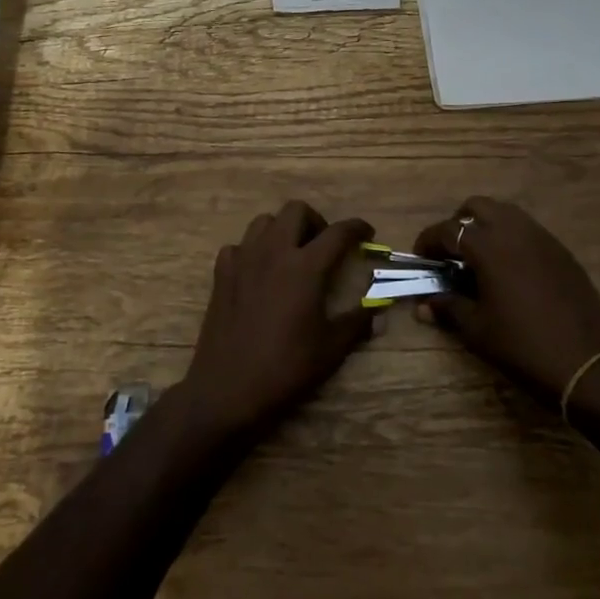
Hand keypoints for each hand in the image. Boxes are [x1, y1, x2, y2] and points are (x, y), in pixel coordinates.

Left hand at [178, 201, 375, 450]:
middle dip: (316, 221)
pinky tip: (258, 272)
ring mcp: (243, 259)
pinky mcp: (221, 273)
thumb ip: (358, 322)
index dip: (356, 228)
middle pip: (296, 210)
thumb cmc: (286, 368)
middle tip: (323, 245)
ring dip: (282, 229)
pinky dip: (253, 250)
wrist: (228, 388)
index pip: (338, 232)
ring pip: (264, 221)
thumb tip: (378, 309)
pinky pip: (239, 246)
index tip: (367, 232)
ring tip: (291, 254)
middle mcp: (274, 251)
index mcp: (305, 267)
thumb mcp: (332, 348)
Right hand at [413, 196, 599, 405]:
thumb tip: (423, 305)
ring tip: (480, 260)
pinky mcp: (563, 253)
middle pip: (478, 207)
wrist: (587, 365)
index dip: (428, 241)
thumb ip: (448, 308)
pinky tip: (511, 272)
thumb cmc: (523, 346)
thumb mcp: (477, 330)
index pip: (448, 230)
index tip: (420, 258)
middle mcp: (516, 231)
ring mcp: (543, 239)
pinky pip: (529, 232)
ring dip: (487, 227)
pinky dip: (511, 240)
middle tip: (451, 253)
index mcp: (489, 246)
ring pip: (506, 214)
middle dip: (458, 224)